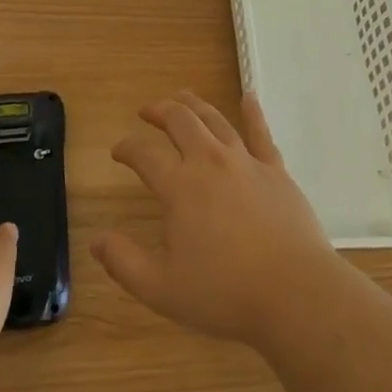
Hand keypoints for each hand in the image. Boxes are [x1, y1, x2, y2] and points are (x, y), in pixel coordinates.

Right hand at [93, 91, 337, 345]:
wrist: (295, 293)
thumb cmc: (225, 294)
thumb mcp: (163, 289)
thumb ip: (125, 263)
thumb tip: (96, 240)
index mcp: (179, 187)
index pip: (144, 155)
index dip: (126, 148)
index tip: (118, 150)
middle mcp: (209, 162)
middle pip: (180, 121)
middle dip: (159, 110)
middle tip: (147, 110)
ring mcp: (245, 162)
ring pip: (215, 119)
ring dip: (194, 105)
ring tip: (182, 97)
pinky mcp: (275, 170)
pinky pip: (261, 133)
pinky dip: (253, 112)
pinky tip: (248, 97)